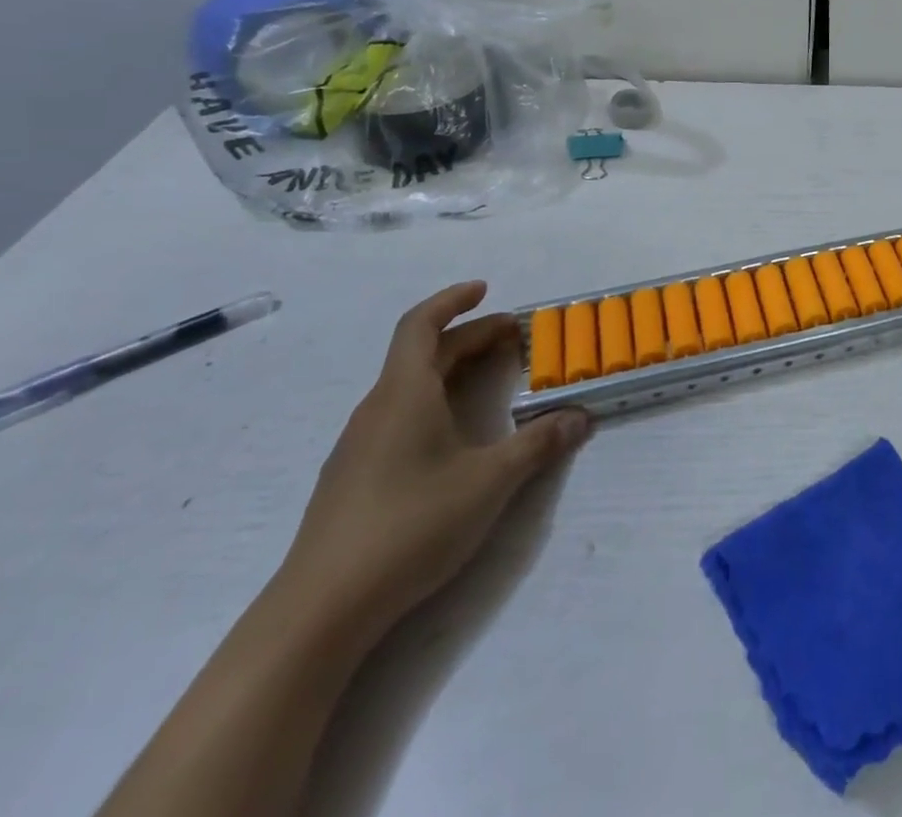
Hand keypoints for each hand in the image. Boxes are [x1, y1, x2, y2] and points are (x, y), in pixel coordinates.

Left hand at [275, 282, 589, 638]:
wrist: (320, 611)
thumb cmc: (410, 525)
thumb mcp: (490, 481)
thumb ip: (538, 444)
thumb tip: (581, 416)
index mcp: (404, 394)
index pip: (421, 325)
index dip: (453, 300)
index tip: (486, 290)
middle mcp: (377, 410)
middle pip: (421, 354)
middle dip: (469, 337)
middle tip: (513, 338)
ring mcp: (359, 446)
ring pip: (408, 386)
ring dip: (450, 370)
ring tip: (488, 378)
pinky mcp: (353, 478)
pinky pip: (397, 416)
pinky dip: (433, 401)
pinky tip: (452, 434)